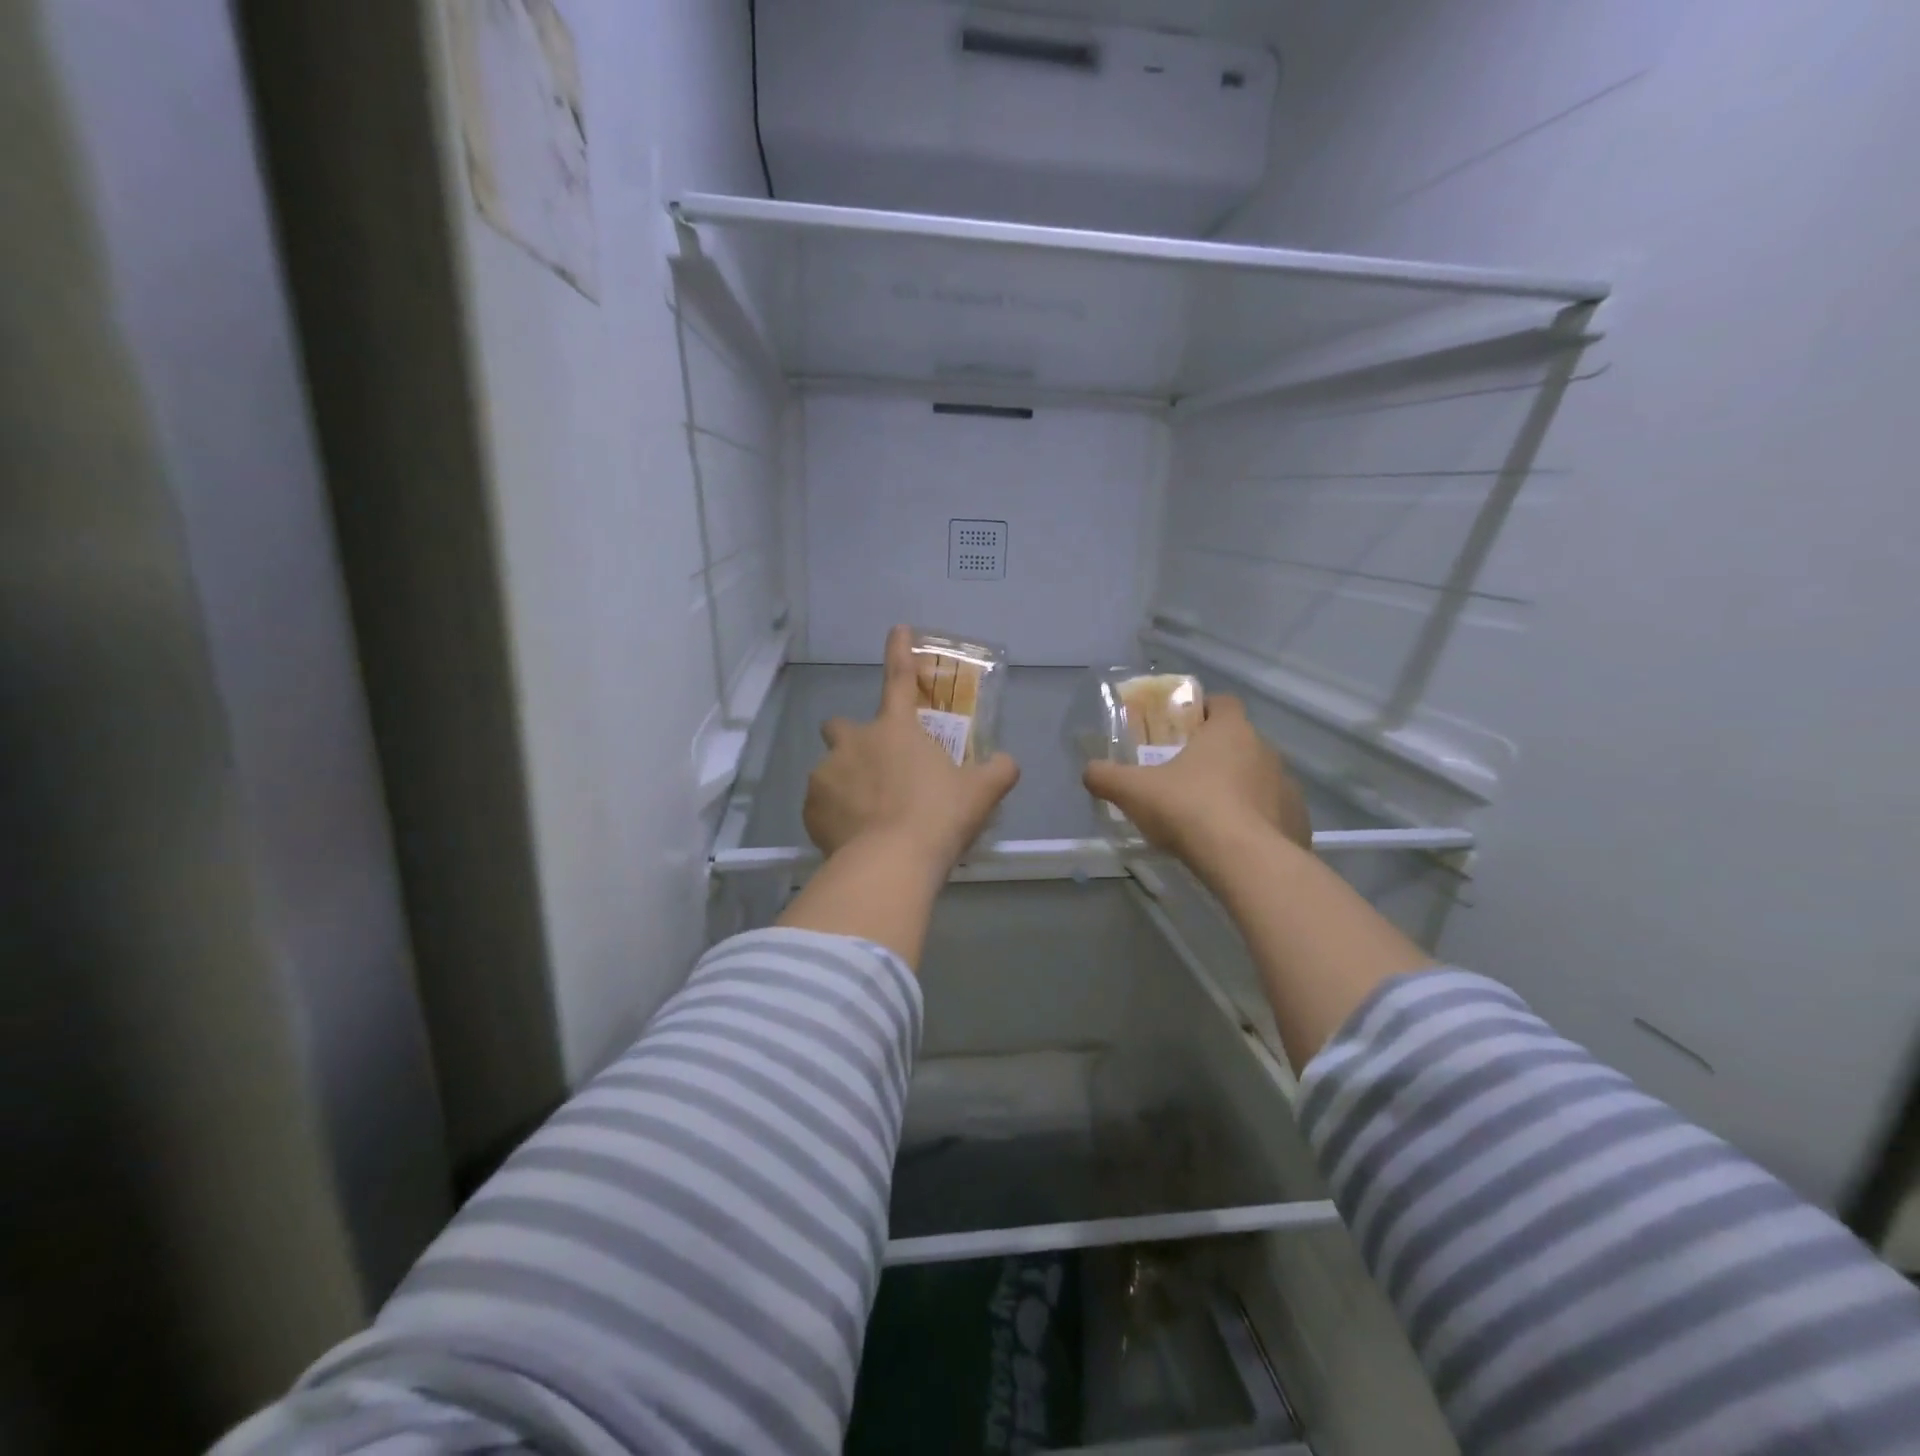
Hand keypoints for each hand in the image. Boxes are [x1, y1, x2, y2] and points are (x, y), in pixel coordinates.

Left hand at [803, 625, 1019, 876]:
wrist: (890, 862)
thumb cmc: (938, 817)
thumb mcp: (981, 793)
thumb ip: (998, 771)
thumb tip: (1008, 762)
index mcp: (896, 728)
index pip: (899, 678)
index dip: (899, 651)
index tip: (898, 628)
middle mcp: (854, 741)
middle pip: (841, 725)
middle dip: (853, 740)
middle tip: (874, 768)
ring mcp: (827, 773)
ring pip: (831, 769)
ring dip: (846, 783)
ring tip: (868, 817)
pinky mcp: (810, 808)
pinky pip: (821, 805)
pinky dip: (834, 816)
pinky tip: (853, 837)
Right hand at [1083, 696, 1311, 865]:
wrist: (1247, 862)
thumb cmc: (1189, 809)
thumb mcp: (1133, 791)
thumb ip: (1106, 777)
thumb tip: (1089, 771)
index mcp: (1230, 731)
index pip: (1222, 703)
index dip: (1203, 711)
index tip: (1183, 729)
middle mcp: (1265, 750)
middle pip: (1239, 742)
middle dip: (1215, 755)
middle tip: (1185, 777)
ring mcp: (1287, 786)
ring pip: (1258, 778)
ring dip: (1237, 789)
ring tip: (1209, 816)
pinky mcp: (1298, 821)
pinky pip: (1273, 813)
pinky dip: (1255, 822)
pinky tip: (1233, 843)